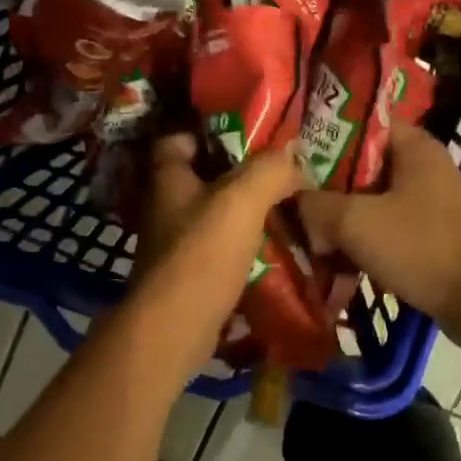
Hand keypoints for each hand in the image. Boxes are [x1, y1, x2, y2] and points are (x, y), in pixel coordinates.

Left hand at [129, 132, 308, 343]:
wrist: (174, 328)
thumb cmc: (202, 255)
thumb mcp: (242, 201)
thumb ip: (269, 170)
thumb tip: (294, 154)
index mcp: (169, 179)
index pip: (178, 140)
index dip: (209, 132)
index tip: (248, 134)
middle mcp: (167, 207)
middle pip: (204, 178)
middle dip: (240, 175)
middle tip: (282, 172)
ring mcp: (175, 244)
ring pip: (215, 216)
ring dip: (246, 214)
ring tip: (288, 208)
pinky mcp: (189, 275)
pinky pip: (221, 251)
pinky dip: (244, 248)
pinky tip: (276, 248)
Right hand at [296, 123, 460, 344]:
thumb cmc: (421, 247)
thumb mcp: (355, 222)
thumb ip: (315, 206)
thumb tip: (296, 204)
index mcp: (412, 145)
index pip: (358, 123)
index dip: (321, 136)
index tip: (289, 157)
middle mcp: (422, 165)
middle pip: (359, 165)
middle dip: (324, 186)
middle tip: (290, 201)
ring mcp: (428, 201)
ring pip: (370, 200)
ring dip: (340, 218)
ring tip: (307, 235)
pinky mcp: (430, 233)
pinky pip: (385, 227)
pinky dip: (361, 240)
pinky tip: (335, 260)